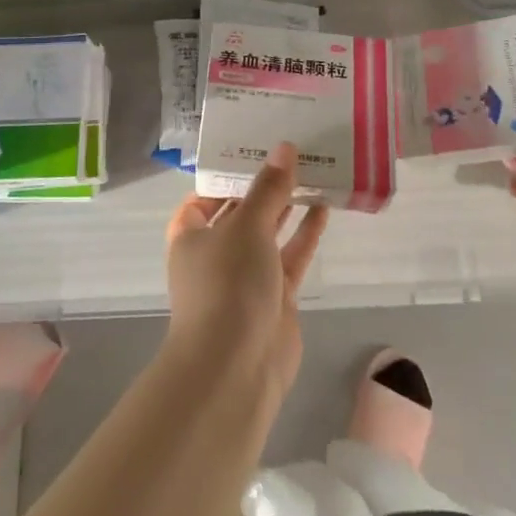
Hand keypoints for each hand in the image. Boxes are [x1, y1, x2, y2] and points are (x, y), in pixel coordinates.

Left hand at [165, 143, 328, 395]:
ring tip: (314, 172)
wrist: (235, 367)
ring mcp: (246, 277)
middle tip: (292, 153)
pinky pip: (291, 256)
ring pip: (269, 233)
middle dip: (263, 187)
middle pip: (240, 212)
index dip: (225, 176)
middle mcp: (216, 253)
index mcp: (191, 235)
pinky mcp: (276, 297)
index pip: (202, 198)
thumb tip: (284, 148)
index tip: (253, 150)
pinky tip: (324, 207)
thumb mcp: (247, 226)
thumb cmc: (227, 284)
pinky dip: (305, 234)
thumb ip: (269, 188)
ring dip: (288, 207)